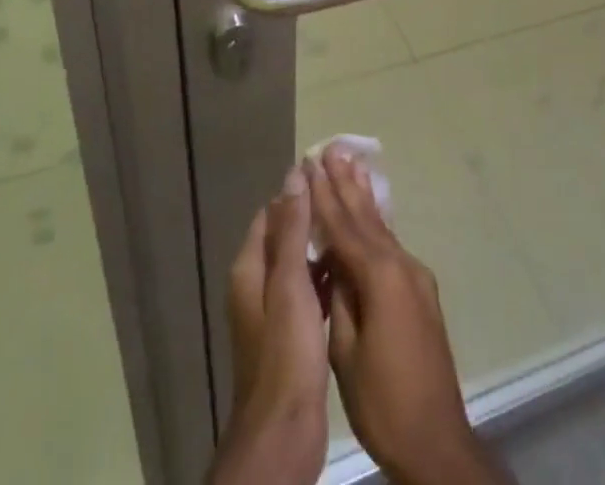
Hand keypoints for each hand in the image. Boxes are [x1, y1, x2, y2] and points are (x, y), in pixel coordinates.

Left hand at [207, 168, 328, 484]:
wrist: (284, 430)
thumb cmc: (285, 351)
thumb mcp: (290, 284)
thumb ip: (292, 229)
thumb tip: (295, 174)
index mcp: (250, 268)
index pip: (272, 213)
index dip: (296, 192)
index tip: (328, 177)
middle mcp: (257, 285)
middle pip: (285, 237)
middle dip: (312, 218)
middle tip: (348, 200)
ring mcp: (275, 312)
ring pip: (299, 265)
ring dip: (321, 247)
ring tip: (354, 229)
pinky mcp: (293, 335)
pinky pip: (310, 292)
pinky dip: (325, 277)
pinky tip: (351, 272)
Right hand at [308, 151, 512, 484]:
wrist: (436, 438)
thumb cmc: (382, 399)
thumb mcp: (346, 351)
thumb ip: (339, 297)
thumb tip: (332, 261)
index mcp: (379, 276)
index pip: (343, 227)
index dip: (324, 195)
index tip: (311, 163)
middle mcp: (400, 265)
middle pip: (365, 216)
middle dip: (345, 182)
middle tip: (332, 147)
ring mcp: (414, 276)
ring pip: (381, 226)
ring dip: (363, 195)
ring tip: (352, 163)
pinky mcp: (421, 291)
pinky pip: (391, 244)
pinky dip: (375, 222)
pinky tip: (371, 211)